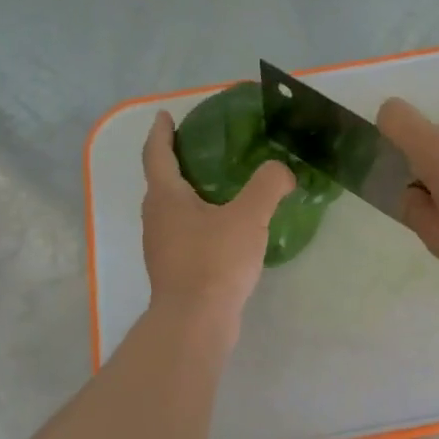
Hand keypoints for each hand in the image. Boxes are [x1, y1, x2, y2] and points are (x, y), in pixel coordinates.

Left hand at [142, 112, 293, 331]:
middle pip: (162, 182)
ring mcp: (162, 247)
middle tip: (204, 150)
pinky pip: (185, 234)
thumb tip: (282, 170)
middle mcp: (156, 218)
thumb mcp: (249, 216)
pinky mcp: (175, 270)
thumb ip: (268, 185)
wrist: (196, 322)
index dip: (161, 133)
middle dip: (177, 162)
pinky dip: (200, 221)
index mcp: (166, 197)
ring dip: (189, 195)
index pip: (157, 154)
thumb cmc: (215, 261)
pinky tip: (225, 230)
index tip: (165, 116)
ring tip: (220, 188)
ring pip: (173, 210)